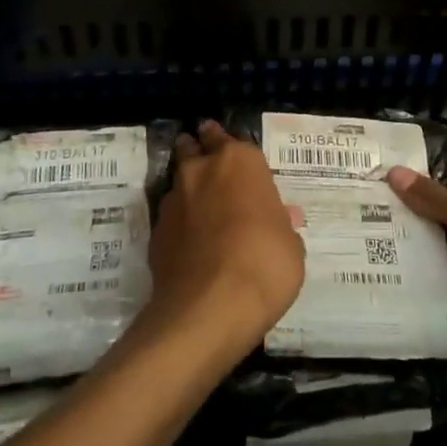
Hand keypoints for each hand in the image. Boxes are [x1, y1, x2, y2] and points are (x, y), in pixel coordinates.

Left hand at [148, 121, 305, 350]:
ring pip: (179, 181)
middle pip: (194, 149)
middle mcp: (202, 170)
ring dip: (188, 190)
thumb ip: (281, 225)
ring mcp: (174, 200)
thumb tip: (281, 219)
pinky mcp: (155, 232)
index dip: (228, 145)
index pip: (229, 138)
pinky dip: (179, 224)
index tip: (230, 152)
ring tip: (201, 209)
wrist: (209, 307)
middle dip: (199, 152)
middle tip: (209, 166)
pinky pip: (170, 218)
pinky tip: (190, 243)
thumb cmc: (264, 264)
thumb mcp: (291, 245)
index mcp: (240, 161)